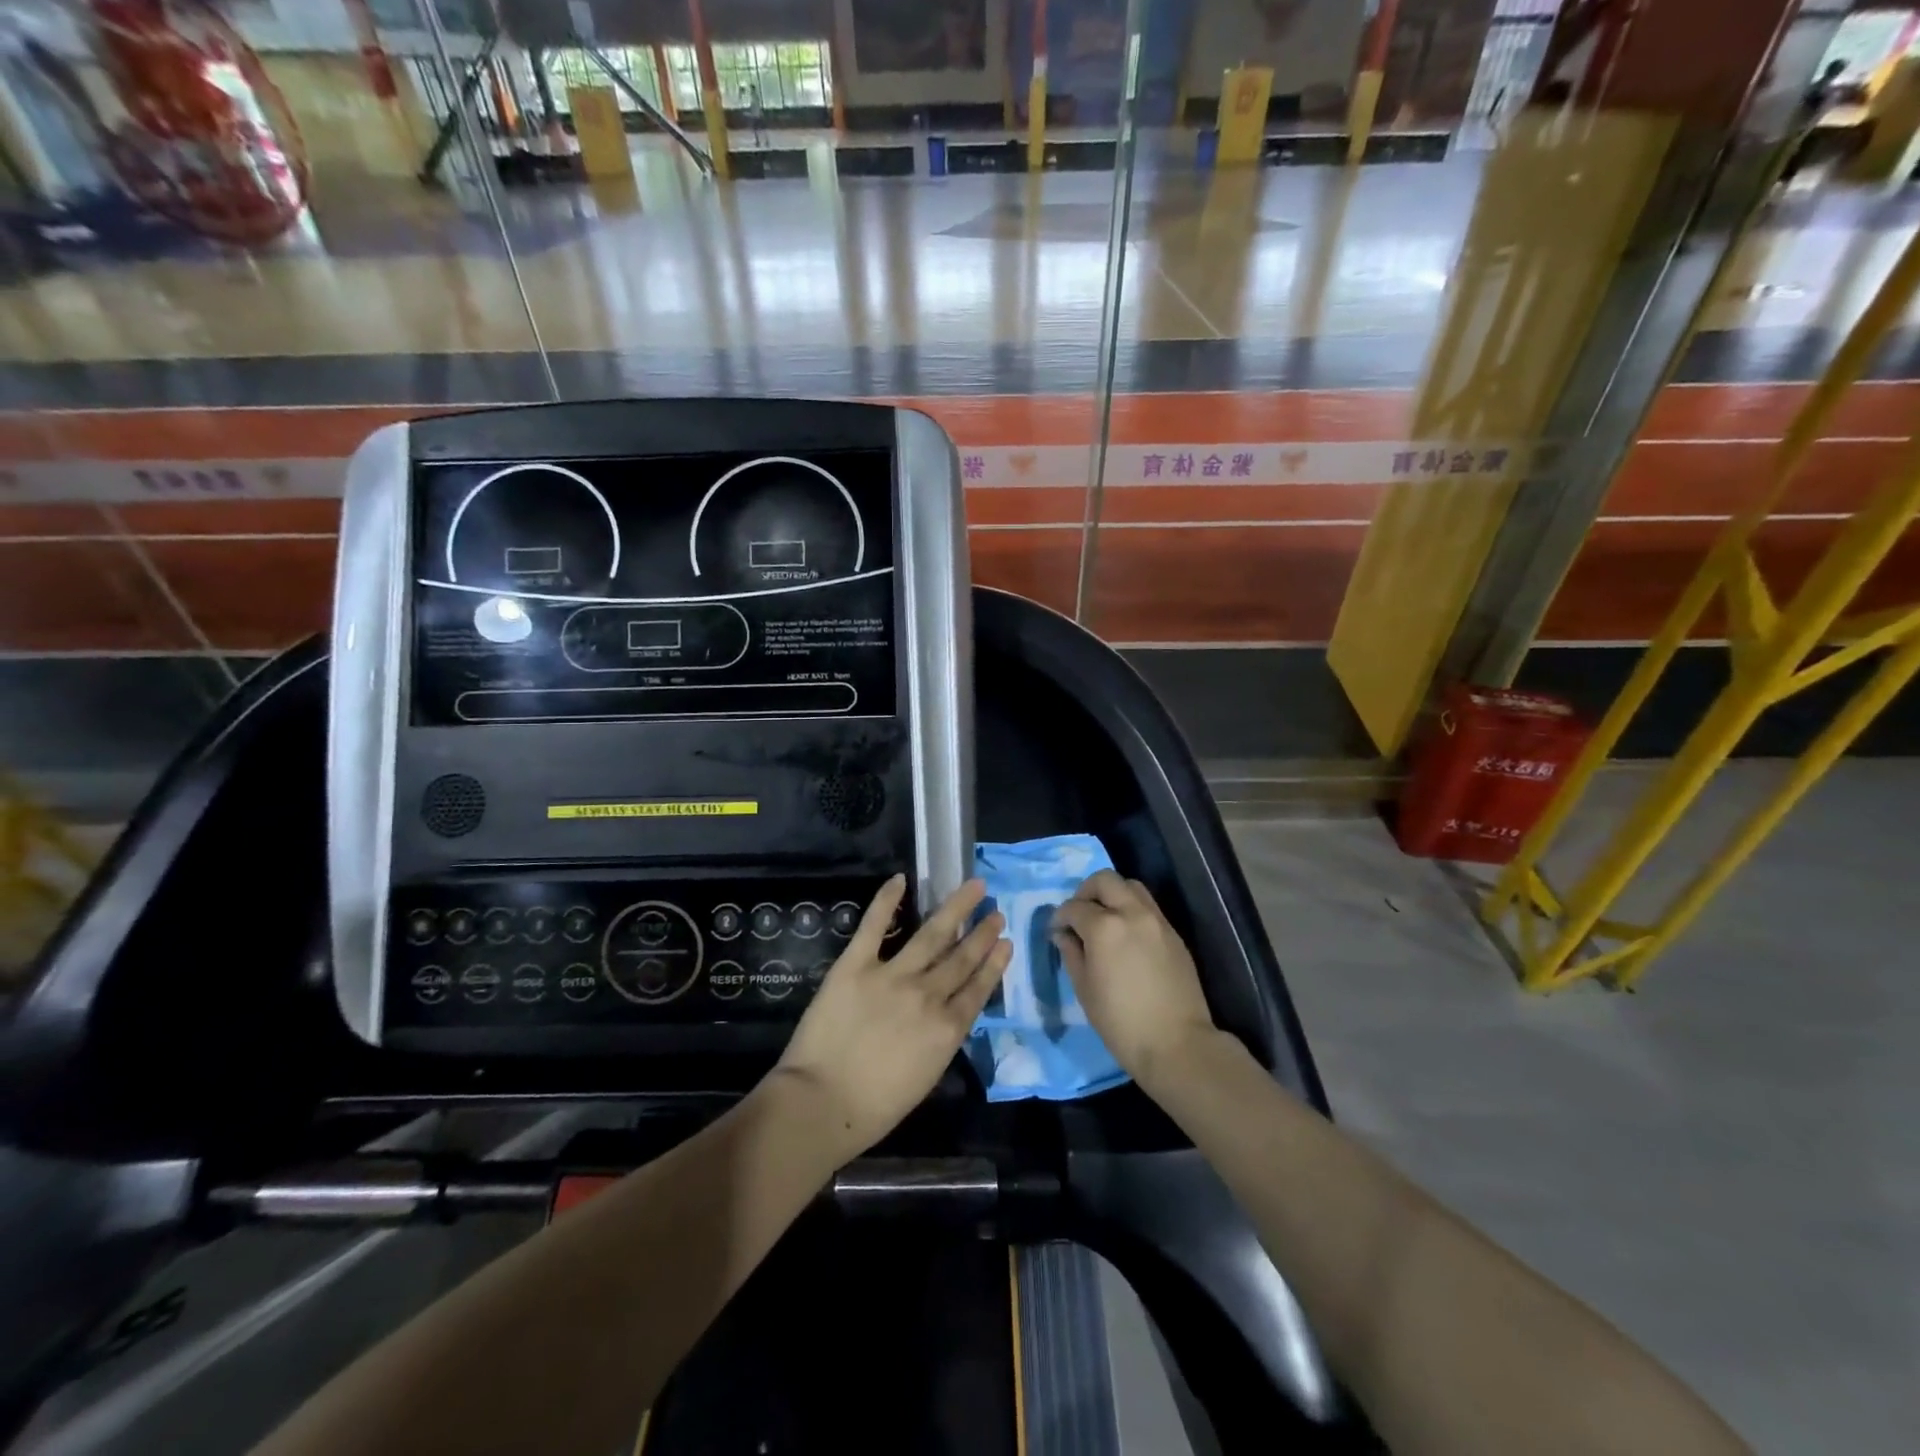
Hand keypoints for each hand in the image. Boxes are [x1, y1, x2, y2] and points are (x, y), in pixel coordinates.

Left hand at [771, 875, 1010, 1158]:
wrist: (821, 1103)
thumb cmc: (874, 1108)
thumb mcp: (926, 1077)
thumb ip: (940, 1040)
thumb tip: (947, 1014)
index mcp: (946, 1029)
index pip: (977, 988)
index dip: (994, 963)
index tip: (1006, 943)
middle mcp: (927, 995)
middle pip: (961, 957)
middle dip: (982, 933)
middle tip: (996, 912)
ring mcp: (892, 975)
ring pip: (932, 934)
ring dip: (955, 909)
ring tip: (973, 888)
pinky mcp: (855, 965)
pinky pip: (874, 926)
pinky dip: (887, 900)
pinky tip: (900, 879)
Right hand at [1050, 870, 1219, 1092]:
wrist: (1176, 1044)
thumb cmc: (1121, 1022)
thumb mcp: (1084, 990)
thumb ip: (1071, 954)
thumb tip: (1064, 935)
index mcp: (1104, 927)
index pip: (1074, 907)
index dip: (1060, 917)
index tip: (1056, 931)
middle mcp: (1132, 913)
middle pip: (1105, 880)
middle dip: (1086, 891)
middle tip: (1079, 915)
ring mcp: (1157, 921)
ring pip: (1131, 887)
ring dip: (1112, 895)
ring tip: (1103, 920)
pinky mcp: (1173, 934)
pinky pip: (1148, 907)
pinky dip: (1131, 909)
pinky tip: (1125, 935)